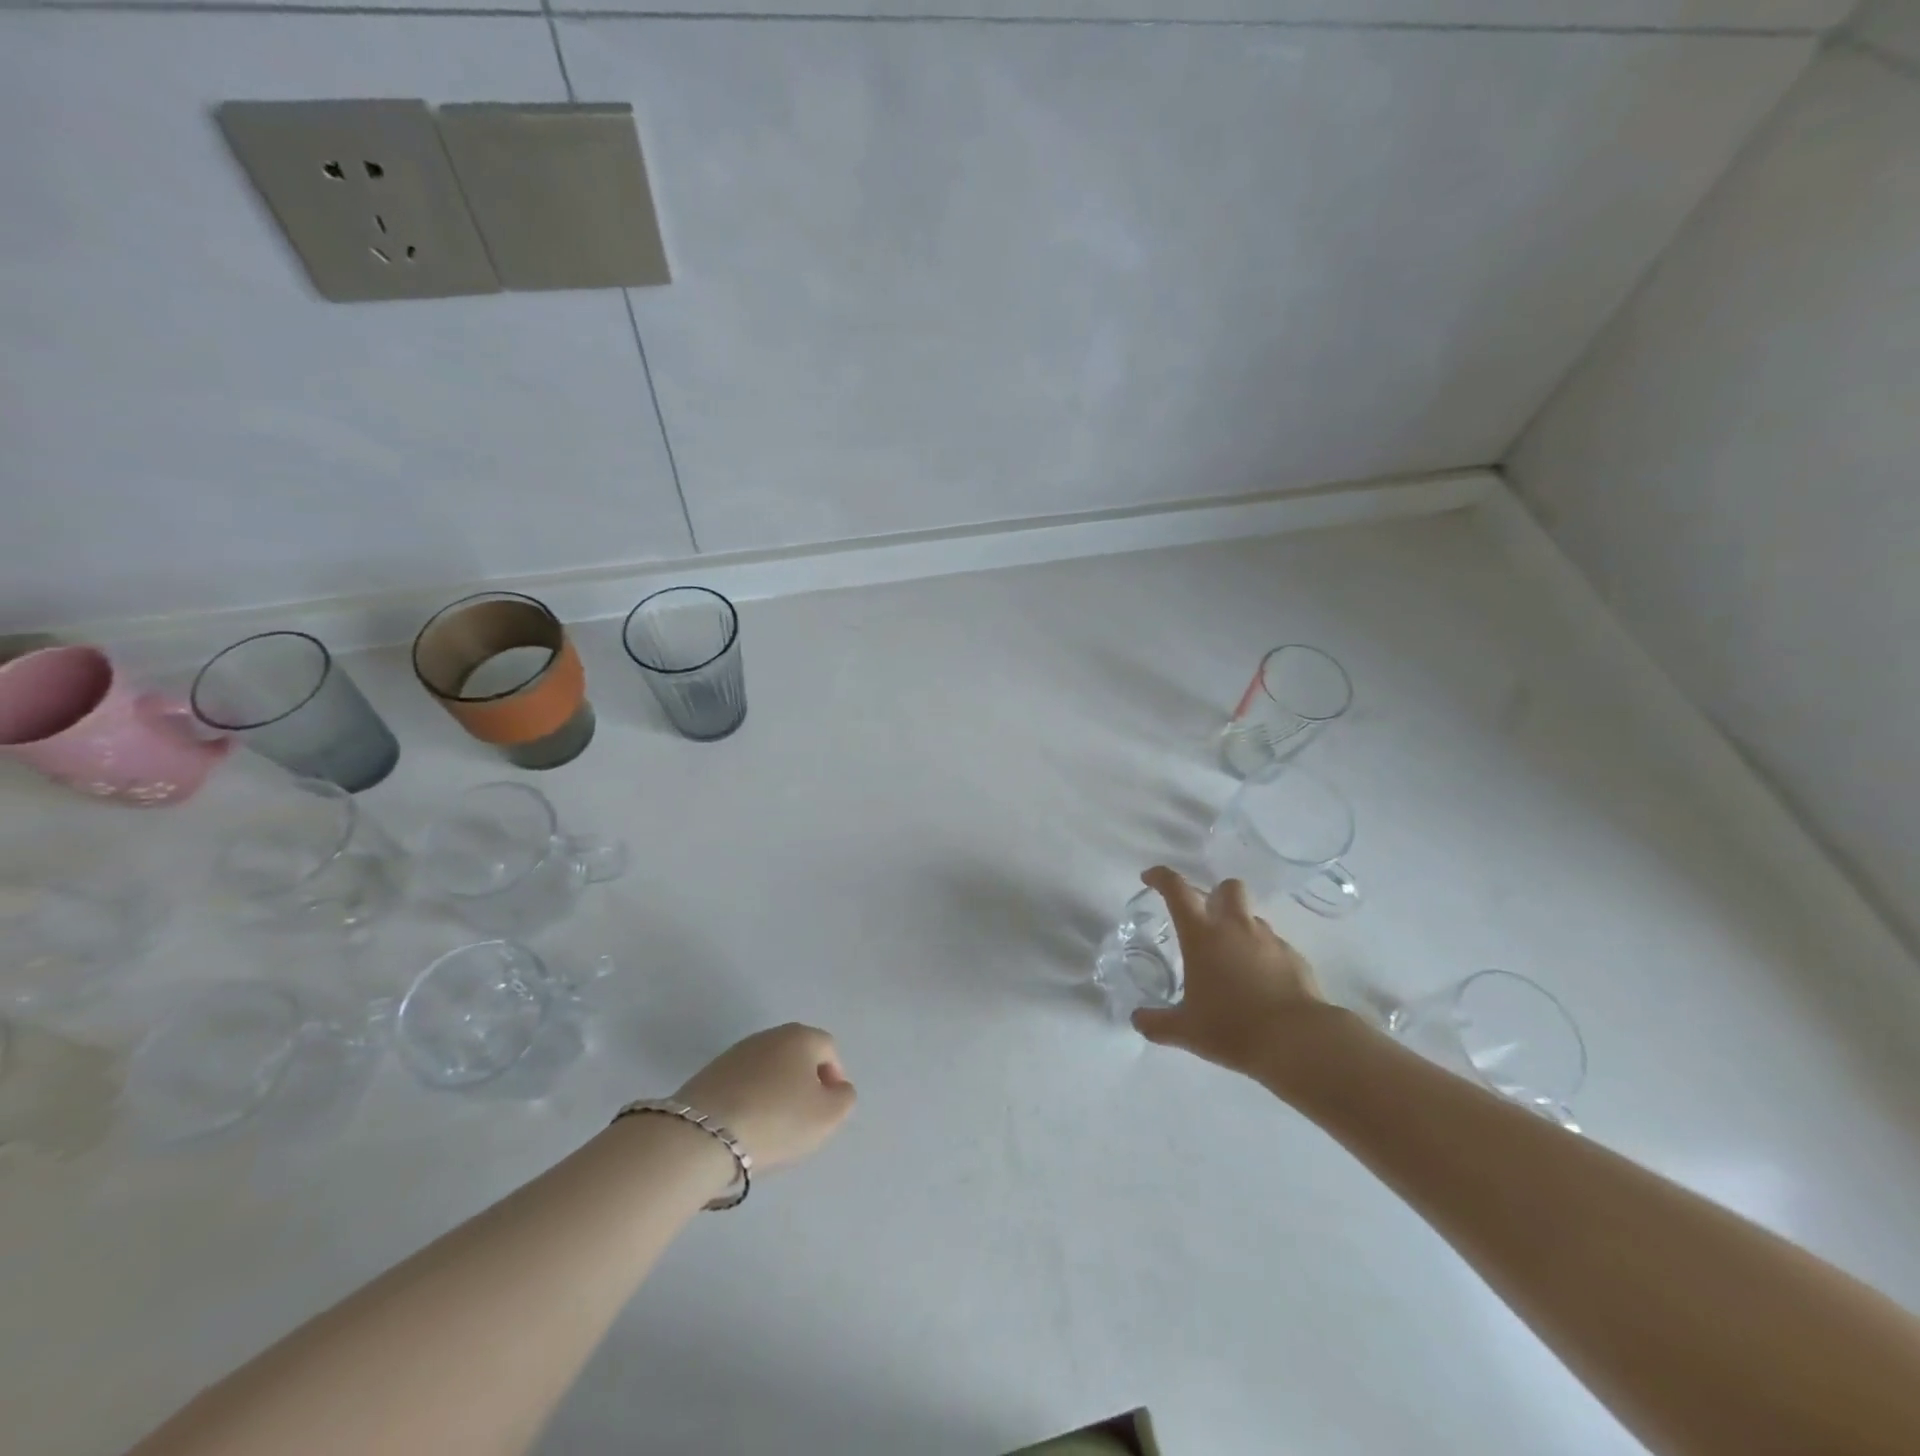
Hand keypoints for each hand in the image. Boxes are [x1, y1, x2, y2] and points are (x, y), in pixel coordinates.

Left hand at [674, 1023, 855, 1172]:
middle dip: (805, 1082)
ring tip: (772, 1126)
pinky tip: (746, 1126)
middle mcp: (769, 1035)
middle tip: (804, 1117)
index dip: (835, 1077)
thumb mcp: (828, 1116)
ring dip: (776, 1091)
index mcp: (801, 1037)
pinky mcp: (709, 1073)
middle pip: (797, 1055)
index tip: (829, 1108)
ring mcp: (736, 1052)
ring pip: (768, 1069)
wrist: (703, 1135)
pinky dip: (750, 1099)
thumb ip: (844, 1098)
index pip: (829, 1049)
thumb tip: (837, 1088)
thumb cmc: (777, 1120)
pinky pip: (742, 1083)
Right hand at [1132, 866, 1333, 1080]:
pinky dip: (1263, 955)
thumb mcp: (1186, 1030)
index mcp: (1202, 935)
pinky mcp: (1294, 957)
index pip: (1177, 890)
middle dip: (1216, 895)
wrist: (1297, 1041)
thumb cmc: (1232, 1027)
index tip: (1150, 878)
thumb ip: (1157, 1023)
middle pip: (1227, 887)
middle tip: (1206, 922)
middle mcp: (1235, 927)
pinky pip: (1274, 945)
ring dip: (1240, 927)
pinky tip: (1261, 983)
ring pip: (1252, 917)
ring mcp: (1269, 939)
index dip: (1161, 877)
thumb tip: (1137, 1020)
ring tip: (1233, 961)